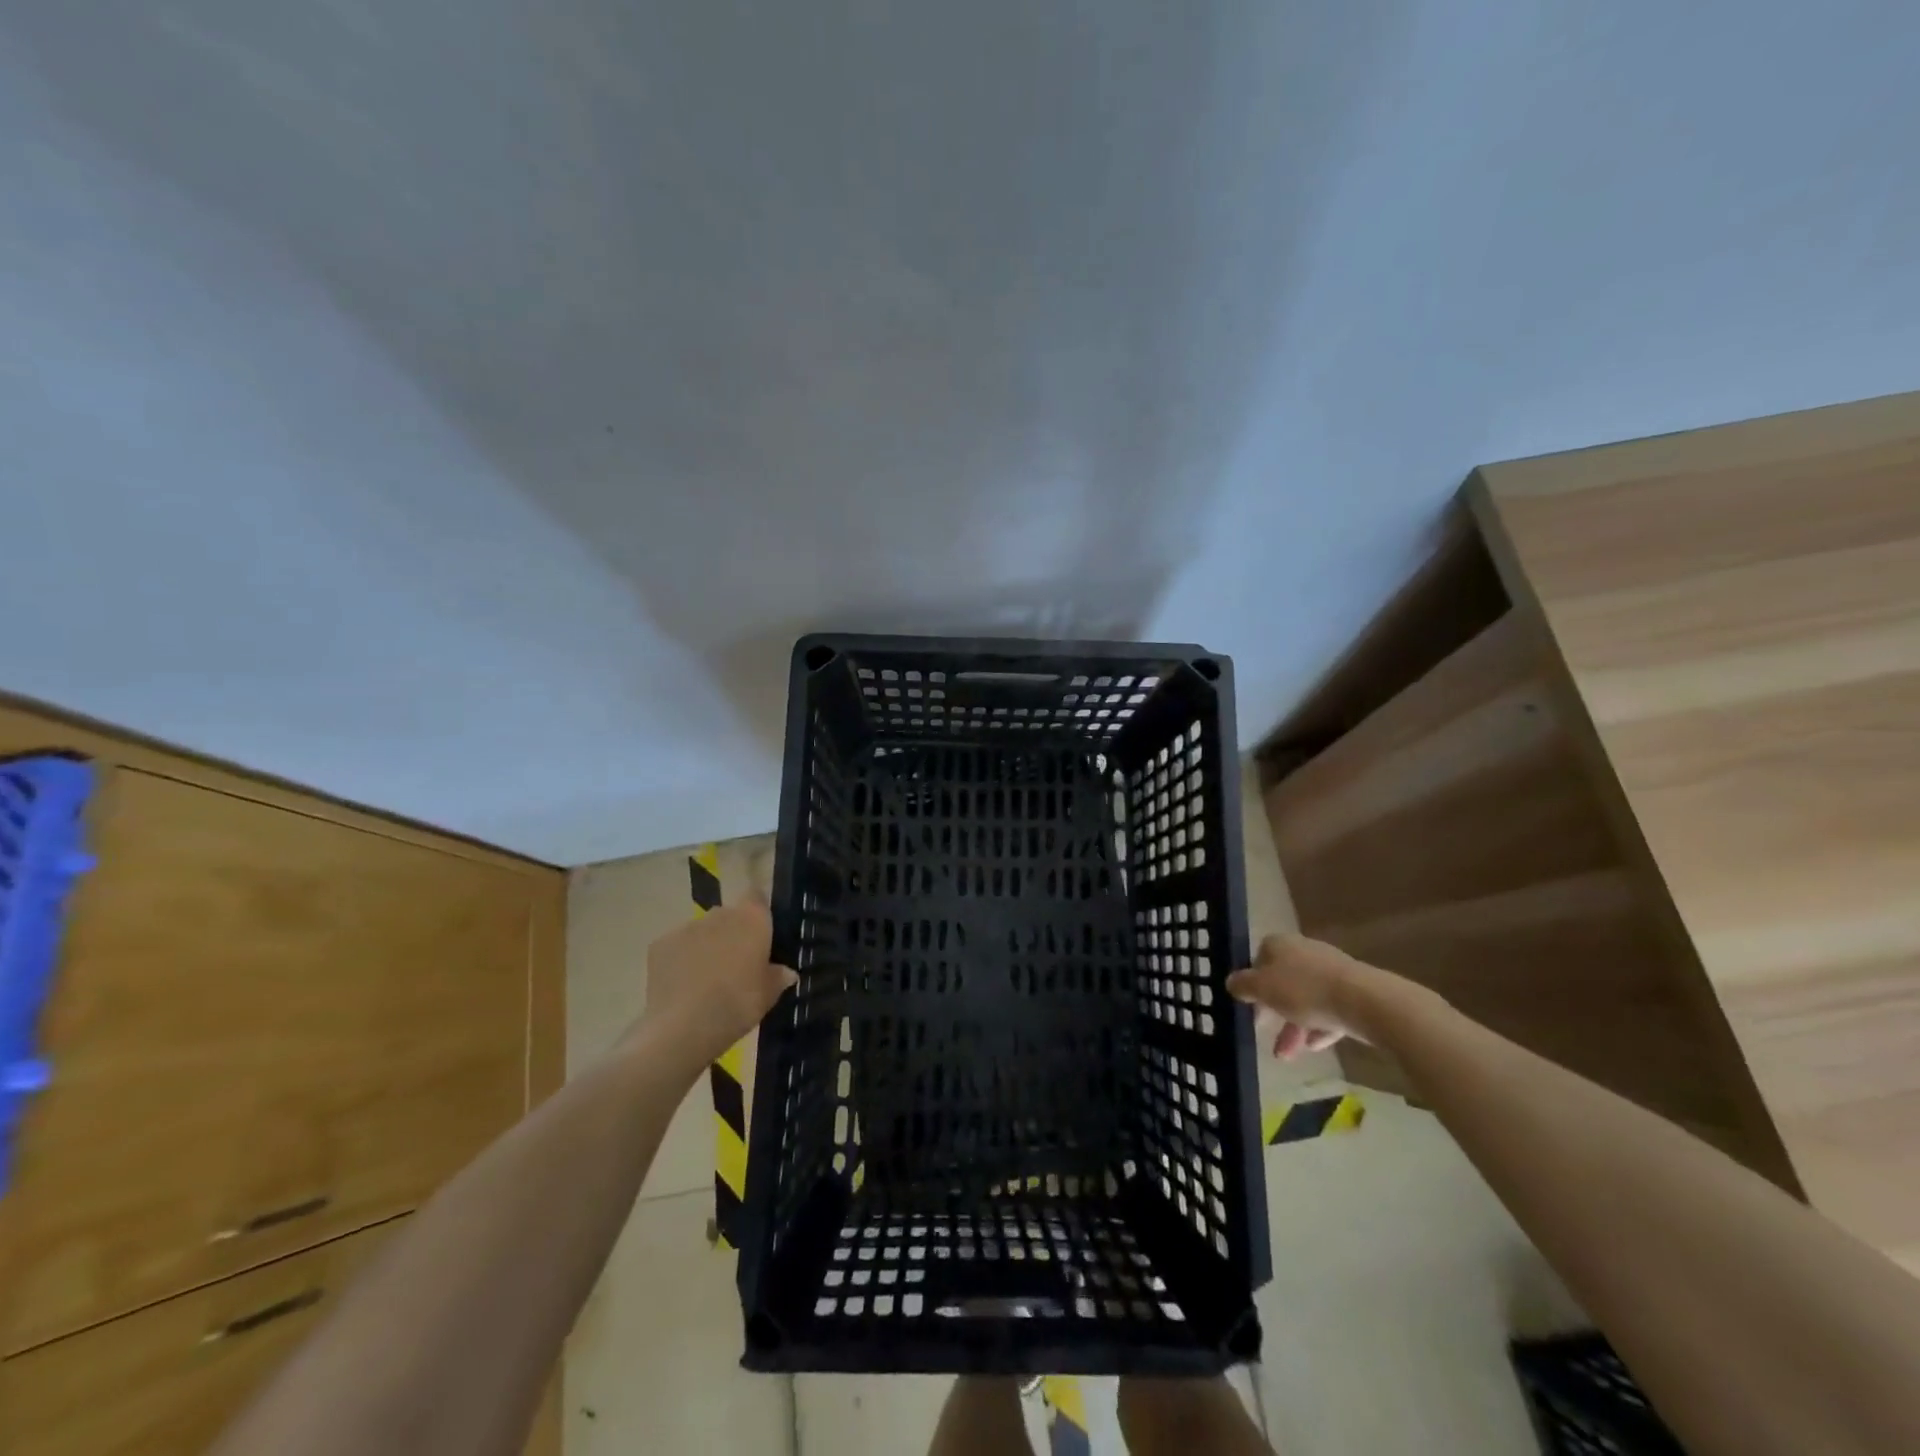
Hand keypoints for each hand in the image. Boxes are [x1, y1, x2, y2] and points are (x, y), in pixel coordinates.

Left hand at [630, 898, 797, 1070]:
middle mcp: (720, 914)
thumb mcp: (768, 995)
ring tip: (706, 978)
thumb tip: (787, 972)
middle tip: (735, 964)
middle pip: (728, 915)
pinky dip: (681, 959)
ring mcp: (687, 927)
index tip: (760, 934)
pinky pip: (677, 946)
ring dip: (706, 945)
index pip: (757, 896)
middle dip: (732, 933)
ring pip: (701, 931)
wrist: (684, 1028)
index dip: (758, 912)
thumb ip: (778, 977)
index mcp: (752, 919)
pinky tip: (682, 985)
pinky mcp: (660, 944)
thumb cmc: (738, 1005)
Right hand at [1225, 933, 1405, 1058]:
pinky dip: (1319, 1027)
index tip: (1248, 1005)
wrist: (1364, 1001)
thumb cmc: (1304, 990)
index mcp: (1280, 945)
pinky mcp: (1353, 992)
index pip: (1258, 958)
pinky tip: (1314, 1047)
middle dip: (1272, 1011)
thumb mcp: (1262, 989)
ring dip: (1293, 1026)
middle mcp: (1304, 952)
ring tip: (1287, 1055)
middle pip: (1282, 981)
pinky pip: (1328, 1009)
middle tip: (1263, 1032)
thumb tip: (1231, 982)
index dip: (1251, 982)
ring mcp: (1331, 972)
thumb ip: (1243, 985)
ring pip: (1305, 999)